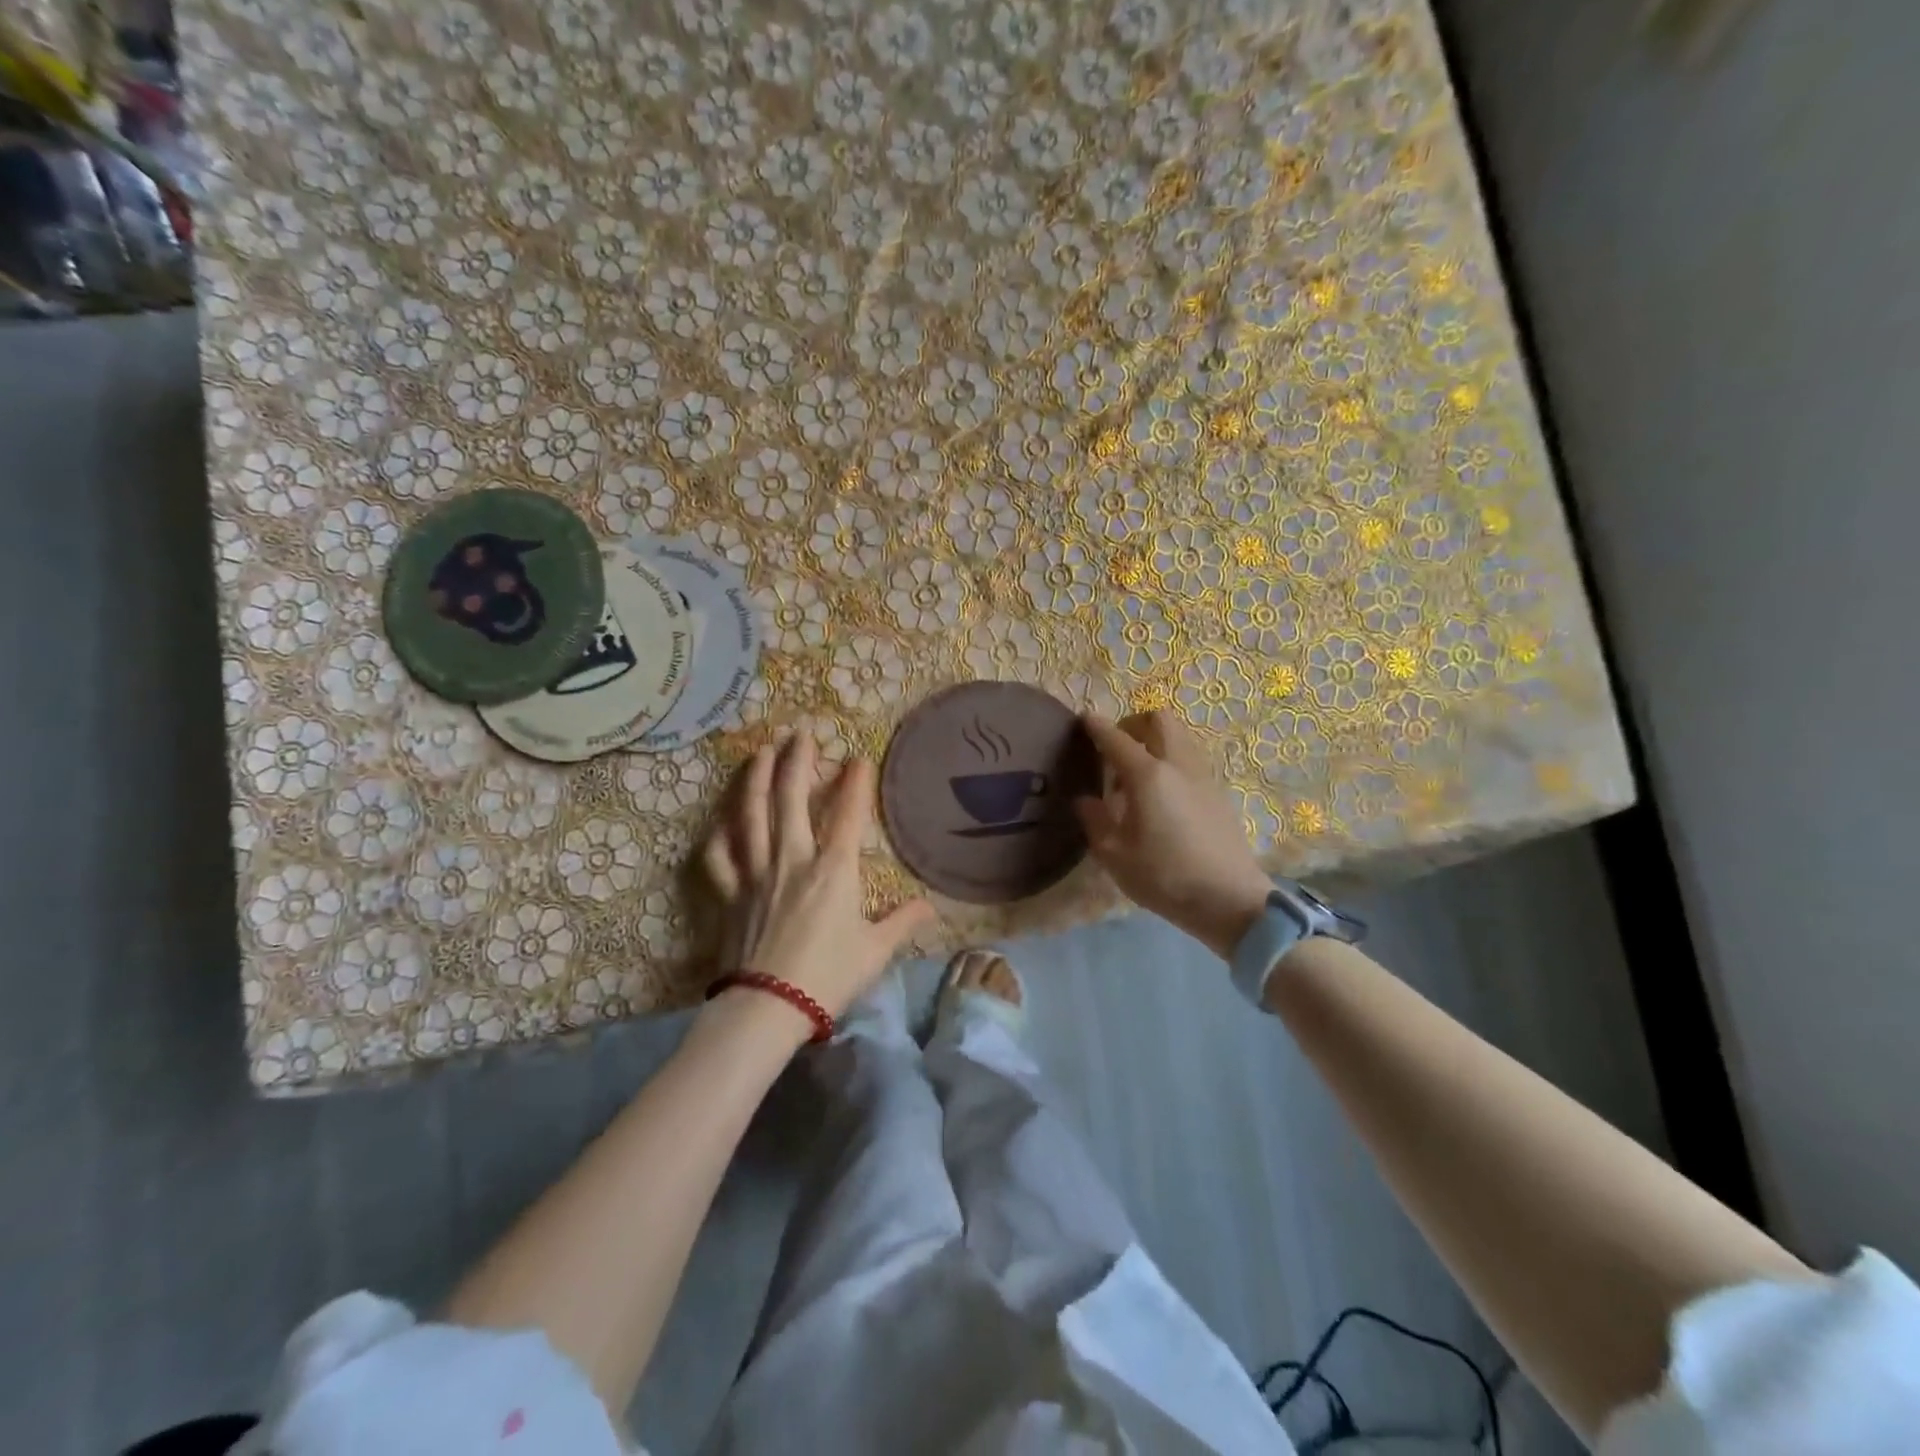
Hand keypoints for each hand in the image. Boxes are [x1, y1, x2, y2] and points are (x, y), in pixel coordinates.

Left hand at [702, 733, 936, 1022]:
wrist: (768, 1007)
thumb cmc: (828, 977)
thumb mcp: (875, 951)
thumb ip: (902, 922)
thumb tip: (930, 908)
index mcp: (833, 871)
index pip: (849, 815)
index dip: (856, 783)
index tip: (859, 758)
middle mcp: (793, 860)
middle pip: (791, 799)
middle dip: (797, 761)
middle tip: (800, 733)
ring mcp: (756, 873)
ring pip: (751, 815)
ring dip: (755, 779)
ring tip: (759, 752)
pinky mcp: (729, 894)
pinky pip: (718, 856)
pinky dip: (718, 834)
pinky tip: (721, 820)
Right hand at [1075, 712, 1273, 959]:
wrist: (1230, 899)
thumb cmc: (1165, 878)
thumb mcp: (1115, 855)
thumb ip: (1095, 820)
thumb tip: (1085, 800)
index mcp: (1148, 776)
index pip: (1116, 738)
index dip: (1097, 726)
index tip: (1083, 720)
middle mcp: (1177, 765)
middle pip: (1158, 720)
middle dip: (1133, 723)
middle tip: (1115, 747)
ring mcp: (1202, 776)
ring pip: (1179, 736)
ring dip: (1155, 741)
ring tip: (1137, 775)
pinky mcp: (1218, 792)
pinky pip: (1190, 758)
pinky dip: (1171, 760)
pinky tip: (1161, 795)